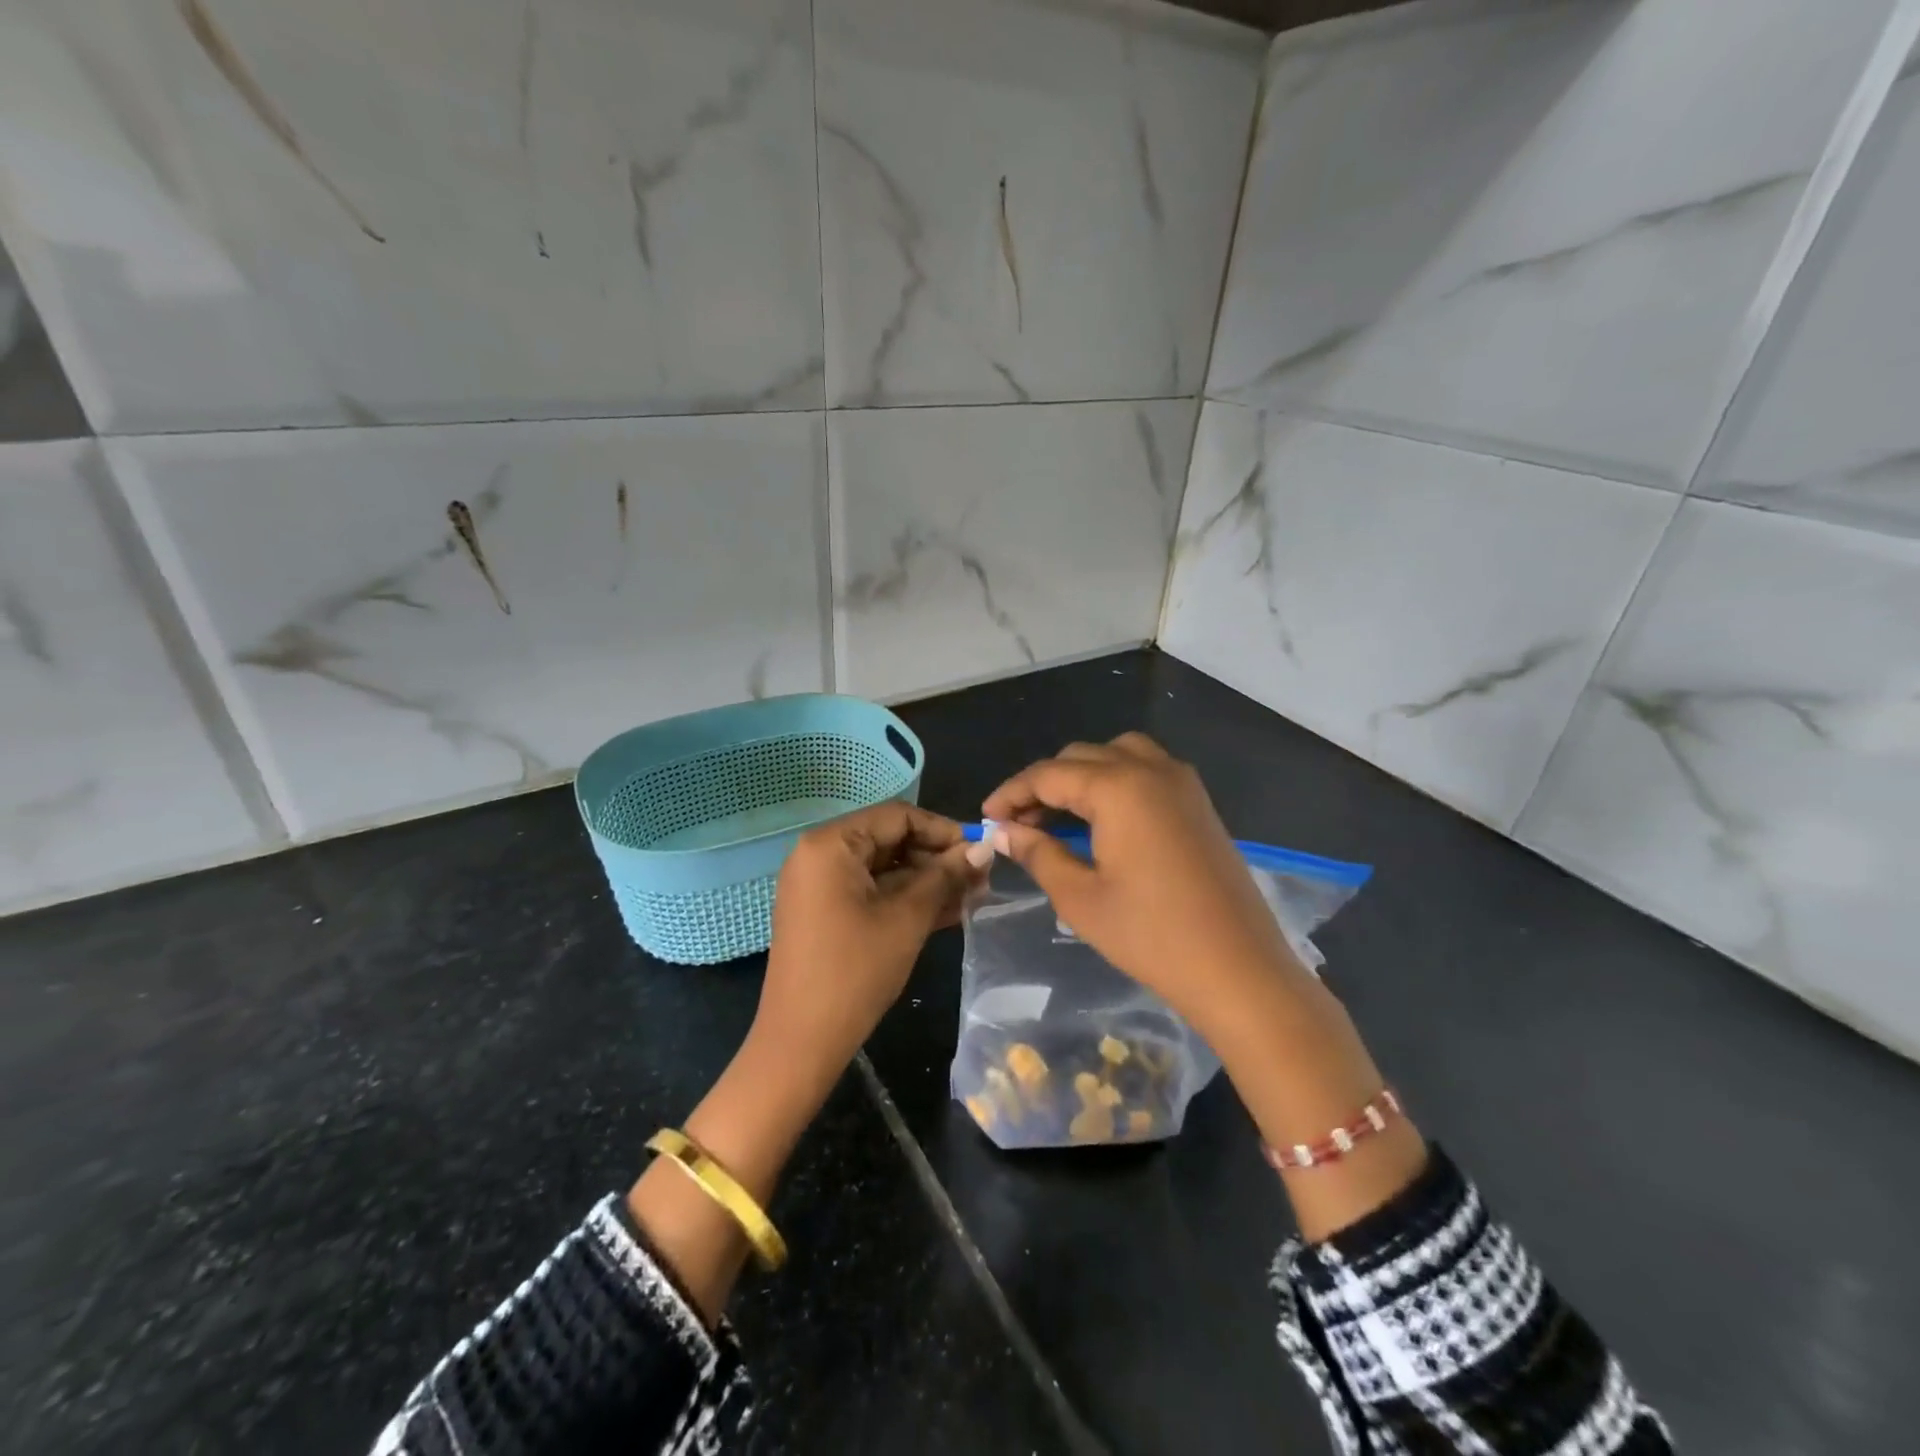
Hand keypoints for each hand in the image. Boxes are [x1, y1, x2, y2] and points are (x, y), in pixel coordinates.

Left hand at [753, 801, 985, 1087]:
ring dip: (927, 882)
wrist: (801, 1043)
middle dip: (937, 859)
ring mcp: (820, 886)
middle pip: (890, 840)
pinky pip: (871, 892)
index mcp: (831, 844)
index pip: (897, 817)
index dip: (943, 830)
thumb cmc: (855, 971)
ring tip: (973, 897)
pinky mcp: (826, 913)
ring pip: (884, 869)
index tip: (980, 850)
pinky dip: (905, 900)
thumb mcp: (908, 918)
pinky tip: (947, 913)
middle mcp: (820, 855)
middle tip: (981, 879)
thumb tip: (983, 847)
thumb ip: (946, 876)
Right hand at [985, 734, 1424, 1241]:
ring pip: (1117, 755)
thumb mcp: (1080, 897)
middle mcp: (1151, 769)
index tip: (986, 819)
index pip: (1048, 774)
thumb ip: (1038, 853)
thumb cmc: (1151, 936)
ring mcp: (1182, 783)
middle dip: (1043, 785)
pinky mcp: (1199, 803)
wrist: (1239, 970)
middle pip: (1081, 757)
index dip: (1011, 794)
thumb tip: (1003, 831)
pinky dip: (1115, 781)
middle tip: (1018, 825)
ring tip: (1059, 817)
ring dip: (1081, 776)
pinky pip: (1146, 771)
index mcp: (1118, 787)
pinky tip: (1103, 821)